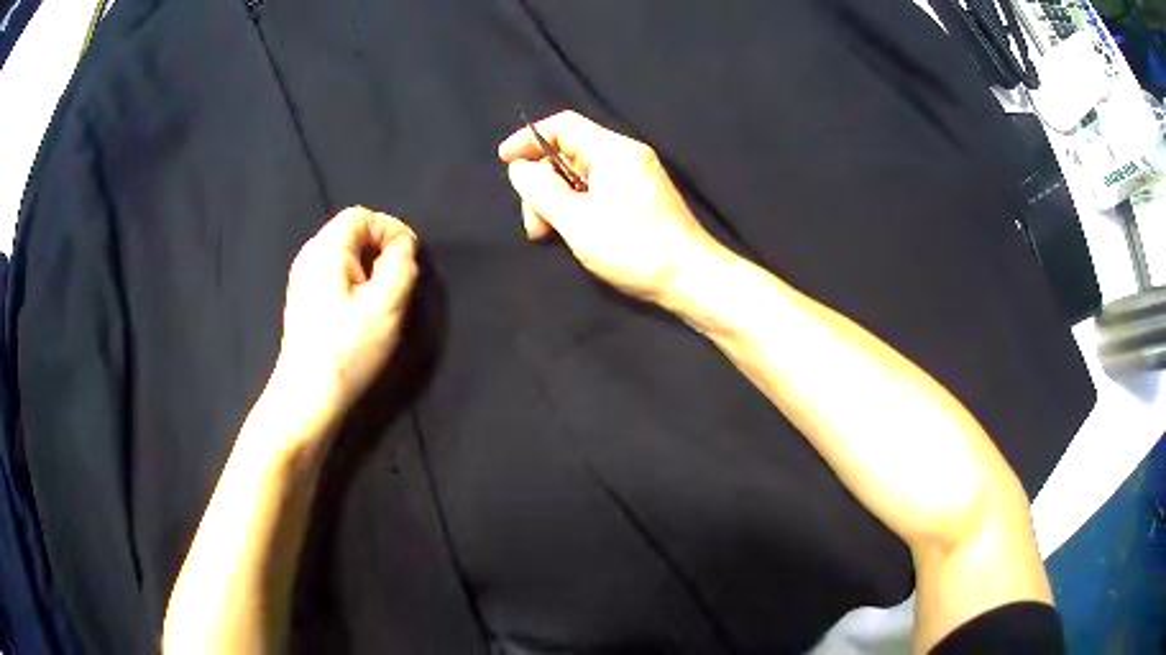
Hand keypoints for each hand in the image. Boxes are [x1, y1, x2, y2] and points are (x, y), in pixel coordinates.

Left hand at [277, 207, 418, 422]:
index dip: (391, 230)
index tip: (409, 261)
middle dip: (380, 250)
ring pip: (344, 255)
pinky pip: (334, 275)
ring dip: (369, 269)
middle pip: (352, 232)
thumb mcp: (387, 305)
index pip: (363, 216)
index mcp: (325, 249)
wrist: (308, 397)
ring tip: (381, 300)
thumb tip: (403, 248)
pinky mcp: (304, 300)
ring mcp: (302, 279)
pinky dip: (354, 283)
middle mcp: (309, 256)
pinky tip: (360, 314)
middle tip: (397, 283)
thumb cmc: (348, 349)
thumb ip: (401, 265)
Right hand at [498, 111, 721, 302]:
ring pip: (580, 177)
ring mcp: (635, 179)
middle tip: (535, 225)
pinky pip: (597, 192)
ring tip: (549, 236)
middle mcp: (626, 157)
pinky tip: (572, 234)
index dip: (529, 139)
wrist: (691, 280)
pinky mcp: (640, 200)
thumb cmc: (634, 248)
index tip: (504, 162)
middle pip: (568, 153)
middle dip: (543, 184)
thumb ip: (541, 190)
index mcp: (614, 151)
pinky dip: (577, 208)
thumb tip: (519, 168)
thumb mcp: (577, 220)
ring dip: (557, 201)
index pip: (563, 125)